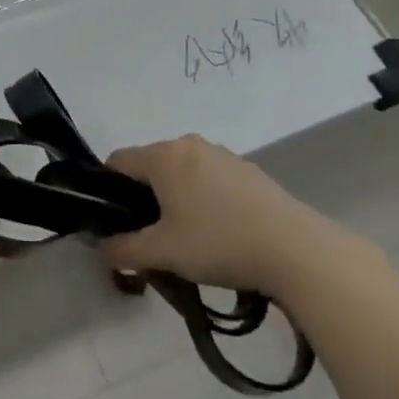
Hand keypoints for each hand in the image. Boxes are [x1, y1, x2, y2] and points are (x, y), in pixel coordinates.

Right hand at [99, 135, 359, 295]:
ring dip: (175, 200)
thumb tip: (102, 251)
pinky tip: (221, 234)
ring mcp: (222, 154)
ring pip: (181, 173)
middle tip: (152, 238)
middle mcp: (189, 144)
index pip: (117, 161)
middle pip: (150, 166)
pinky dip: (204, 200)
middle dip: (144, 200)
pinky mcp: (248, 170)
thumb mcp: (164, 254)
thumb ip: (124, 251)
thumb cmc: (219, 243)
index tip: (118, 225)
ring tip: (189, 240)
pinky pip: (210, 179)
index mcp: (163, 156)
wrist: (296, 250)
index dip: (109, 193)